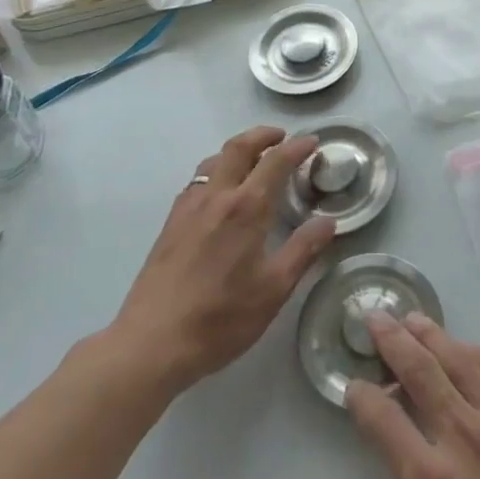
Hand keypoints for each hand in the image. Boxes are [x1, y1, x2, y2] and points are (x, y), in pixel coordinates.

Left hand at [113, 127, 336, 391]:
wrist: (151, 343)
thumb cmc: (220, 318)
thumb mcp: (273, 290)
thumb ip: (303, 251)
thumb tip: (328, 222)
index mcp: (246, 208)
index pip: (276, 162)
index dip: (297, 147)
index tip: (312, 142)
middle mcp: (216, 196)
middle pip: (239, 147)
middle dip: (262, 135)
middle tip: (282, 137)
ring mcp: (188, 208)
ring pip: (214, 161)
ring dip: (237, 150)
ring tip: (253, 161)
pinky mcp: (170, 224)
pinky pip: (197, 181)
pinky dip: (216, 171)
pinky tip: (220, 194)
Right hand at [347, 316, 479, 478]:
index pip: (383, 422)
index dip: (362, 398)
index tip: (352, 385)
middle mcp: (462, 437)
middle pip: (419, 370)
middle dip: (392, 339)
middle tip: (376, 316)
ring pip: (457, 359)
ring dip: (431, 334)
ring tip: (413, 318)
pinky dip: (474, 352)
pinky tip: (464, 346)